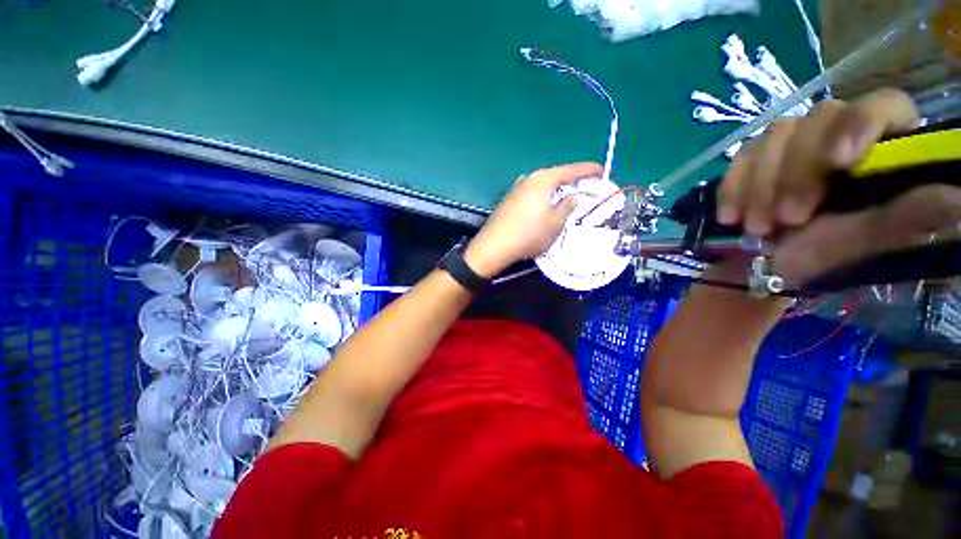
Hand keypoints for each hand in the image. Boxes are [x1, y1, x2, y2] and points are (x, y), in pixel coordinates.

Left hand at [464, 162, 602, 277]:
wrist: (495, 245)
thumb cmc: (529, 234)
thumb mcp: (555, 223)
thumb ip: (567, 207)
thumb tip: (574, 197)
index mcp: (544, 179)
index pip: (571, 170)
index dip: (588, 170)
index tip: (602, 171)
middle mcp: (530, 178)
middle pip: (556, 174)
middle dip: (572, 179)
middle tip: (586, 186)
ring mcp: (517, 188)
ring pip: (544, 184)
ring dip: (557, 188)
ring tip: (569, 196)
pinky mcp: (510, 199)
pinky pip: (534, 192)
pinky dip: (545, 195)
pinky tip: (547, 205)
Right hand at [717, 89, 960, 283]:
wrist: (764, 262)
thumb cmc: (822, 257)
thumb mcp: (867, 242)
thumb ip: (908, 217)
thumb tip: (957, 196)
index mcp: (881, 148)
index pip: (882, 105)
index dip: (861, 123)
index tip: (841, 161)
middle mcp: (839, 133)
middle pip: (820, 119)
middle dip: (797, 173)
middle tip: (786, 221)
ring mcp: (794, 141)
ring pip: (775, 136)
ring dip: (761, 186)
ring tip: (757, 227)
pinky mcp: (757, 155)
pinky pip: (741, 157)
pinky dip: (733, 188)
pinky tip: (731, 216)